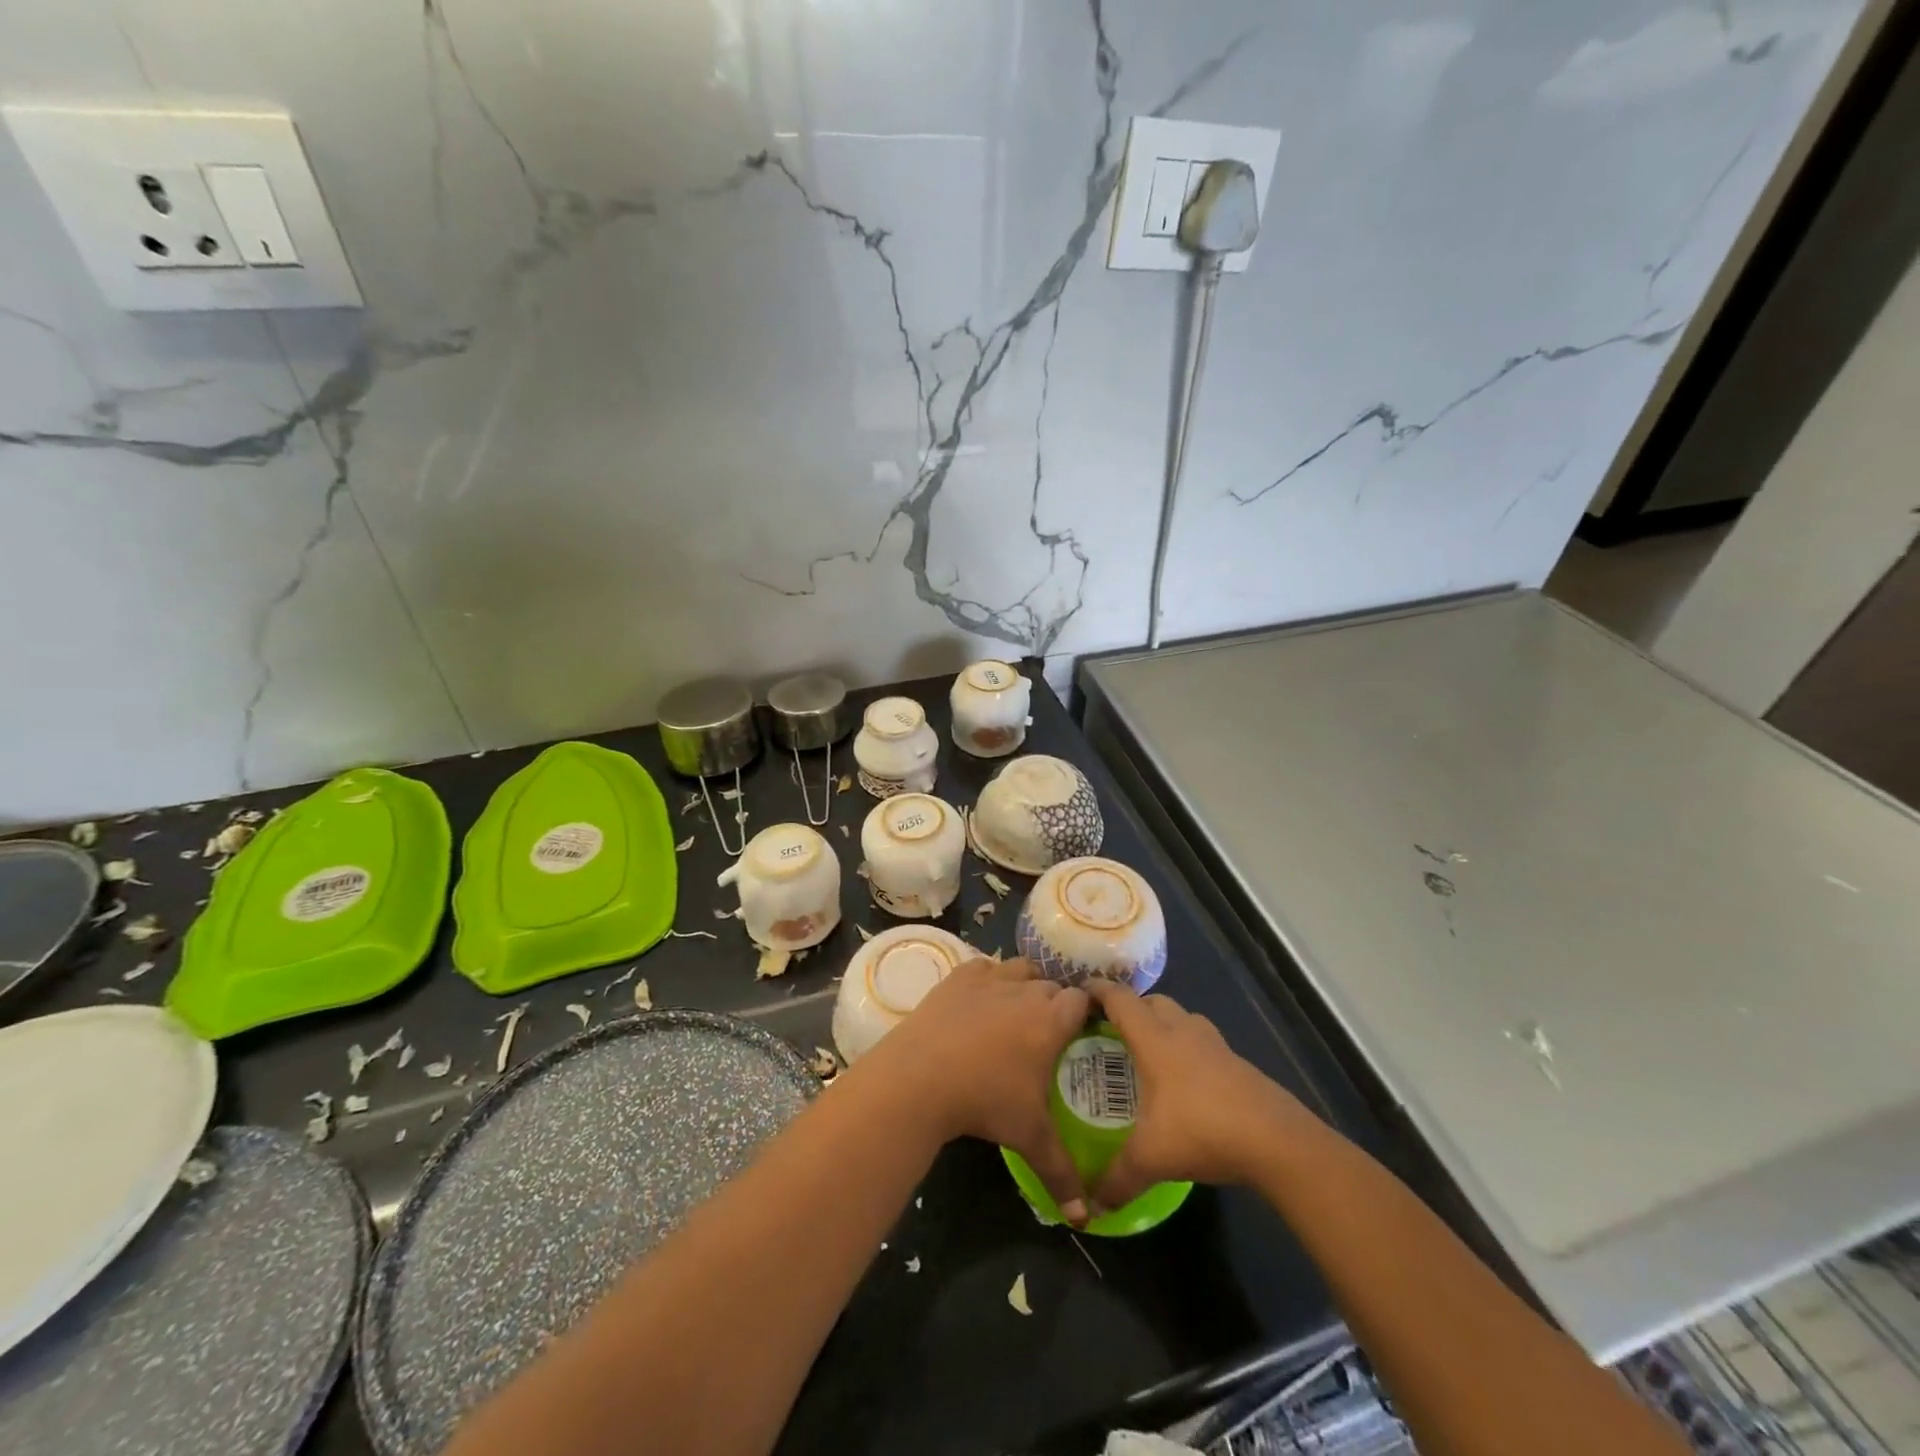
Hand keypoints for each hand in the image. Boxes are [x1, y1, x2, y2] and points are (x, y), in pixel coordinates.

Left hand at [860, 957, 1092, 1222]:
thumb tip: (1084, 1218)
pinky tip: (982, 1000)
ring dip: (1026, 984)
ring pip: (1020, 969)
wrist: (919, 1078)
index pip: (1082, 1001)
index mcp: (1051, 1020)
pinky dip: (989, 978)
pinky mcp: (958, 977)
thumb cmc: (984, 1102)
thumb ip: (1062, 1173)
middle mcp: (1025, 990)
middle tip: (1050, 1032)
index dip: (1085, 1012)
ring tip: (1018, 1011)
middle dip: (1056, 1003)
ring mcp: (990, 979)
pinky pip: (984, 967)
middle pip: (1052, 985)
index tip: (1082, 1031)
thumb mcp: (1029, 1138)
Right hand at [1087, 980, 1313, 1205]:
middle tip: (1111, 1030)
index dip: (1098, 991)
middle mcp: (1182, 1031)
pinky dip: (1187, 1048)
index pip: (1120, 1000)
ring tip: (1148, 1052)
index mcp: (1154, 1040)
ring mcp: (1214, 1044)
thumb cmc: (1202, 1130)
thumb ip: (1118, 1178)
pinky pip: (1202, 1041)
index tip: (1079, 993)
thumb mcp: (1151, 1158)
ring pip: (1181, 1017)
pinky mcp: (1236, 1062)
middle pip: (1152, 1002)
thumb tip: (1093, 1203)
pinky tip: (1185, 1081)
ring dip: (1162, 1024)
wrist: (1276, 1140)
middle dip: (1130, 1008)